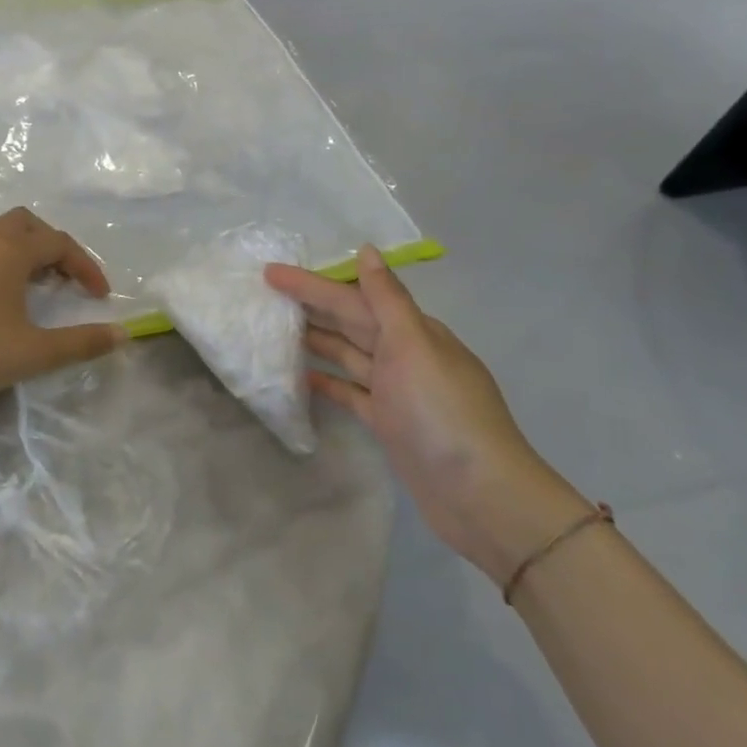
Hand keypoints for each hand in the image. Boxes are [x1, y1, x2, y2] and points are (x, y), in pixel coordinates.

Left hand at [0, 208, 124, 403]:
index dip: (86, 266)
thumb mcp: (36, 351)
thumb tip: (123, 335)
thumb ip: (82, 342)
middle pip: (27, 224)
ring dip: (20, 248)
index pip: (60, 244)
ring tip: (30, 282)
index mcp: (12, 250)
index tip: (99, 295)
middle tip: (62, 277)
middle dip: (50, 245)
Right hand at [266, 247, 586, 586]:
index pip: (353, 298)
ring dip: (315, 338)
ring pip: (347, 354)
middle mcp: (404, 354)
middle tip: (265, 292)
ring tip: (275, 326)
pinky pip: (350, 391)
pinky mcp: (388, 423)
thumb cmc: (442, 413)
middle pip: (349, 322)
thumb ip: (387, 299)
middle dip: (311, 305)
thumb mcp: (414, 346)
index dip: (312, 284)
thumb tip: (367, 251)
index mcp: (413, 331)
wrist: (481, 496)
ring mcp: (396, 391)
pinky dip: (328, 380)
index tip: (271, 271)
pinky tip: (301, 375)